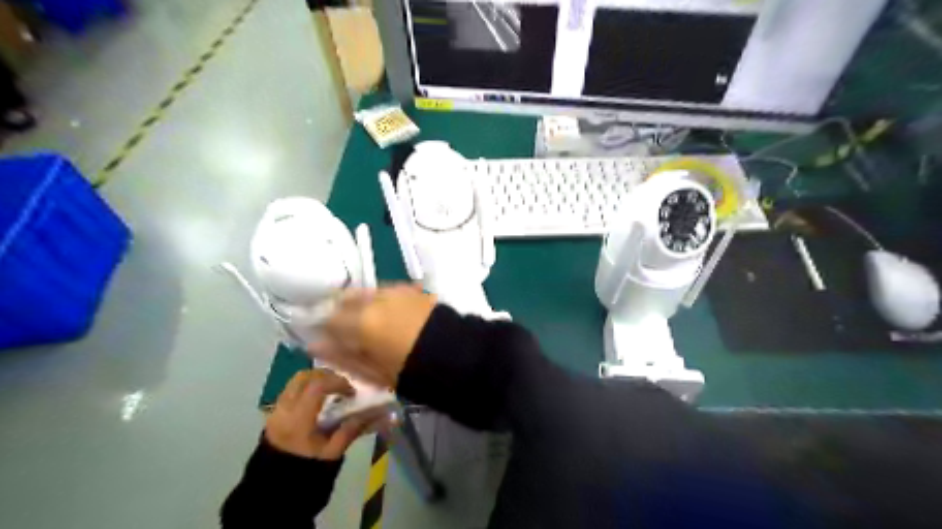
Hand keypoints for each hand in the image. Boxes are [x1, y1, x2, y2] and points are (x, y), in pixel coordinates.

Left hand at [264, 369, 385, 461]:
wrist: (275, 488)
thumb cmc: (306, 470)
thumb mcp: (332, 452)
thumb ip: (352, 429)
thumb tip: (379, 413)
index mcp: (298, 420)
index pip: (317, 386)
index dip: (337, 382)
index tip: (351, 390)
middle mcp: (284, 409)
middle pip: (304, 377)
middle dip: (326, 375)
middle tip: (342, 384)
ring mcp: (276, 410)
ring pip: (296, 381)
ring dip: (315, 380)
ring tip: (331, 391)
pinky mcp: (274, 413)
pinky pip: (290, 390)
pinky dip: (306, 388)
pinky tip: (318, 401)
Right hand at [311, 285, 436, 387]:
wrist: (458, 354)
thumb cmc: (413, 370)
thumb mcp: (374, 372)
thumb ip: (342, 356)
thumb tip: (316, 345)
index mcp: (361, 322)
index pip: (328, 319)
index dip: (323, 329)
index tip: (325, 339)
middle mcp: (375, 299)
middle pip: (345, 300)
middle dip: (340, 313)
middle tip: (346, 332)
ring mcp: (395, 291)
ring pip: (366, 293)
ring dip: (361, 305)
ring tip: (369, 324)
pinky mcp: (412, 290)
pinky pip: (386, 291)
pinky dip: (380, 301)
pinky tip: (389, 316)